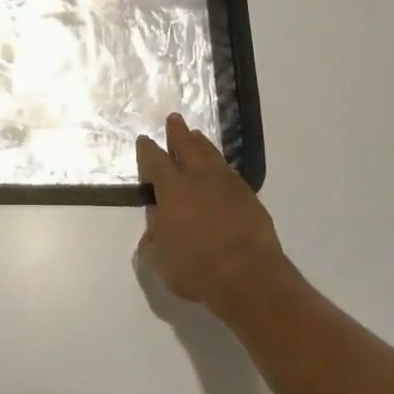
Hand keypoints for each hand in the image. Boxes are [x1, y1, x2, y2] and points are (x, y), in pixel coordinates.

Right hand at [136, 114, 290, 318]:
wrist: (249, 275)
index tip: (144, 140)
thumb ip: (154, 240)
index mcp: (172, 189)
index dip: (148, 150)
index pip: (156, 162)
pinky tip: (221, 167)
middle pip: (187, 147)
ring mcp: (227, 185)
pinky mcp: (249, 196)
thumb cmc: (197, 268)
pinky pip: (230, 172)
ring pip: (211, 155)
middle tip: (174, 118)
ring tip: (197, 135)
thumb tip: (154, 230)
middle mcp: (198, 178)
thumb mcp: (161, 260)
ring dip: (202, 143)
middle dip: (178, 133)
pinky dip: (221, 165)